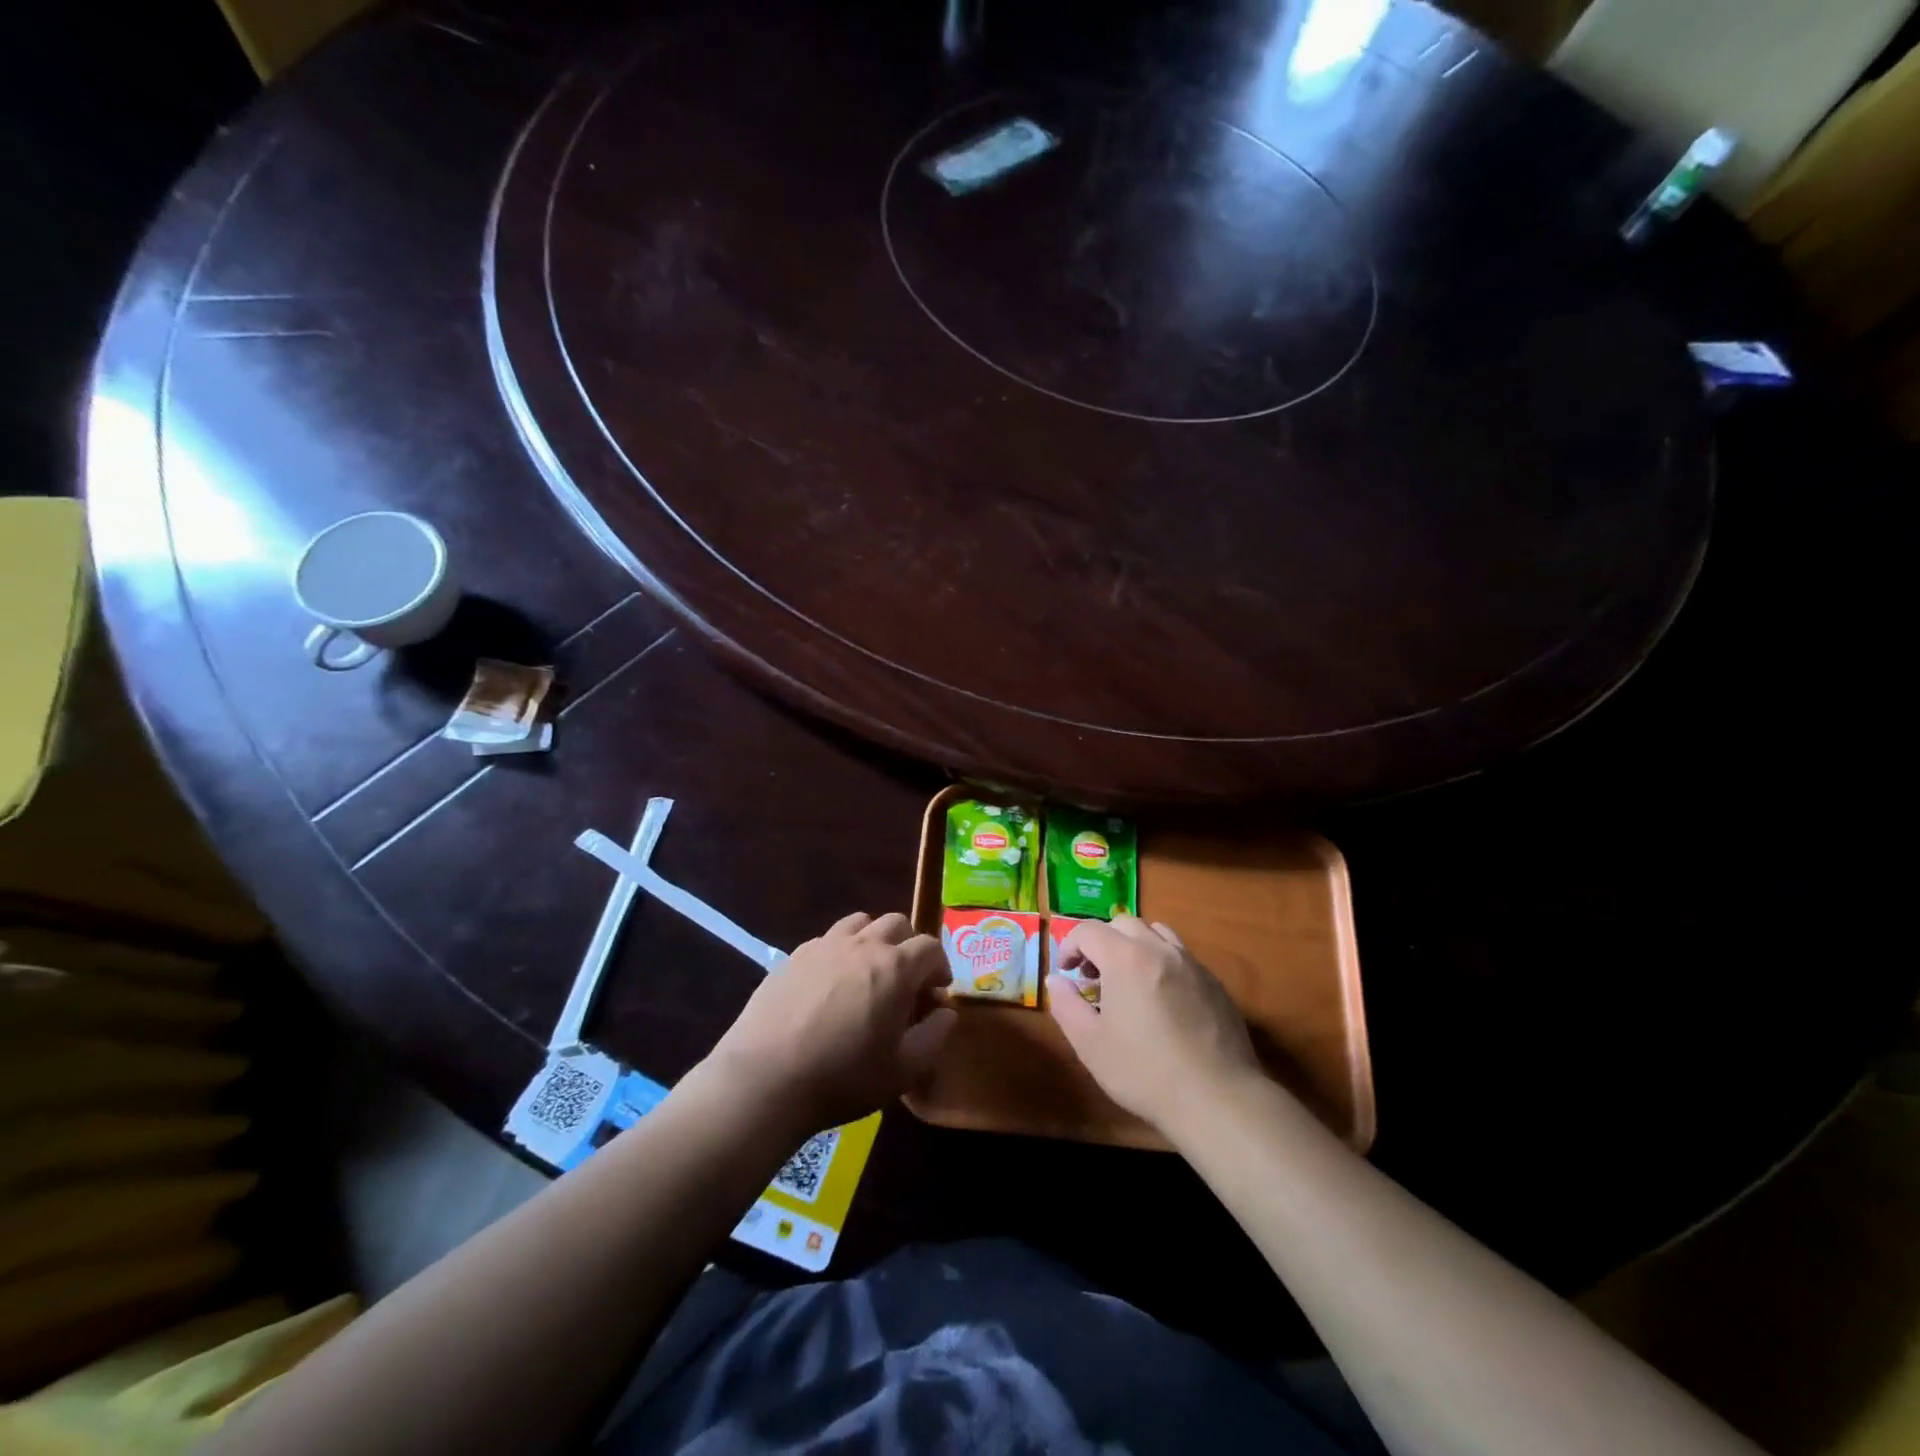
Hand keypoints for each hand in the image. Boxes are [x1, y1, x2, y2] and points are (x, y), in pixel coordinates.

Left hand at [703, 912, 955, 1134]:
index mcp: (895, 967)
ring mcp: (824, 946)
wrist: (765, 1080)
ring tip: (868, 973)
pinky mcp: (793, 956)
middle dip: (909, 946)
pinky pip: (827, 940)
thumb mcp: (903, 1070)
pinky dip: (840, 952)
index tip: (935, 993)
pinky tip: (830, 985)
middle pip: (896, 923)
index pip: (930, 946)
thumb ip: (934, 1036)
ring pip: (859, 923)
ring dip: (873, 940)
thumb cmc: (843, 1078)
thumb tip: (945, 1011)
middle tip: (906, 980)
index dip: (939, 966)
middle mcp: (862, 945)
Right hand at [1048, 915, 1263, 1134]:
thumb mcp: (1091, 1044)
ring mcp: (1191, 964)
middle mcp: (1159, 949)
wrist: (1217, 1098)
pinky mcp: (1214, 983)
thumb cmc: (1145, 1072)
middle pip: (1123, 924)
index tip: (1066, 971)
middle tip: (1093, 976)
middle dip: (1101, 942)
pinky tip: (1161, 999)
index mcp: (1125, 959)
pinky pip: (1181, 956)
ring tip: (1128, 979)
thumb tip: (1057, 979)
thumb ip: (1067, 1005)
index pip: (1088, 930)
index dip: (1070, 945)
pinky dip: (1161, 962)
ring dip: (1134, 945)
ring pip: (1157, 933)